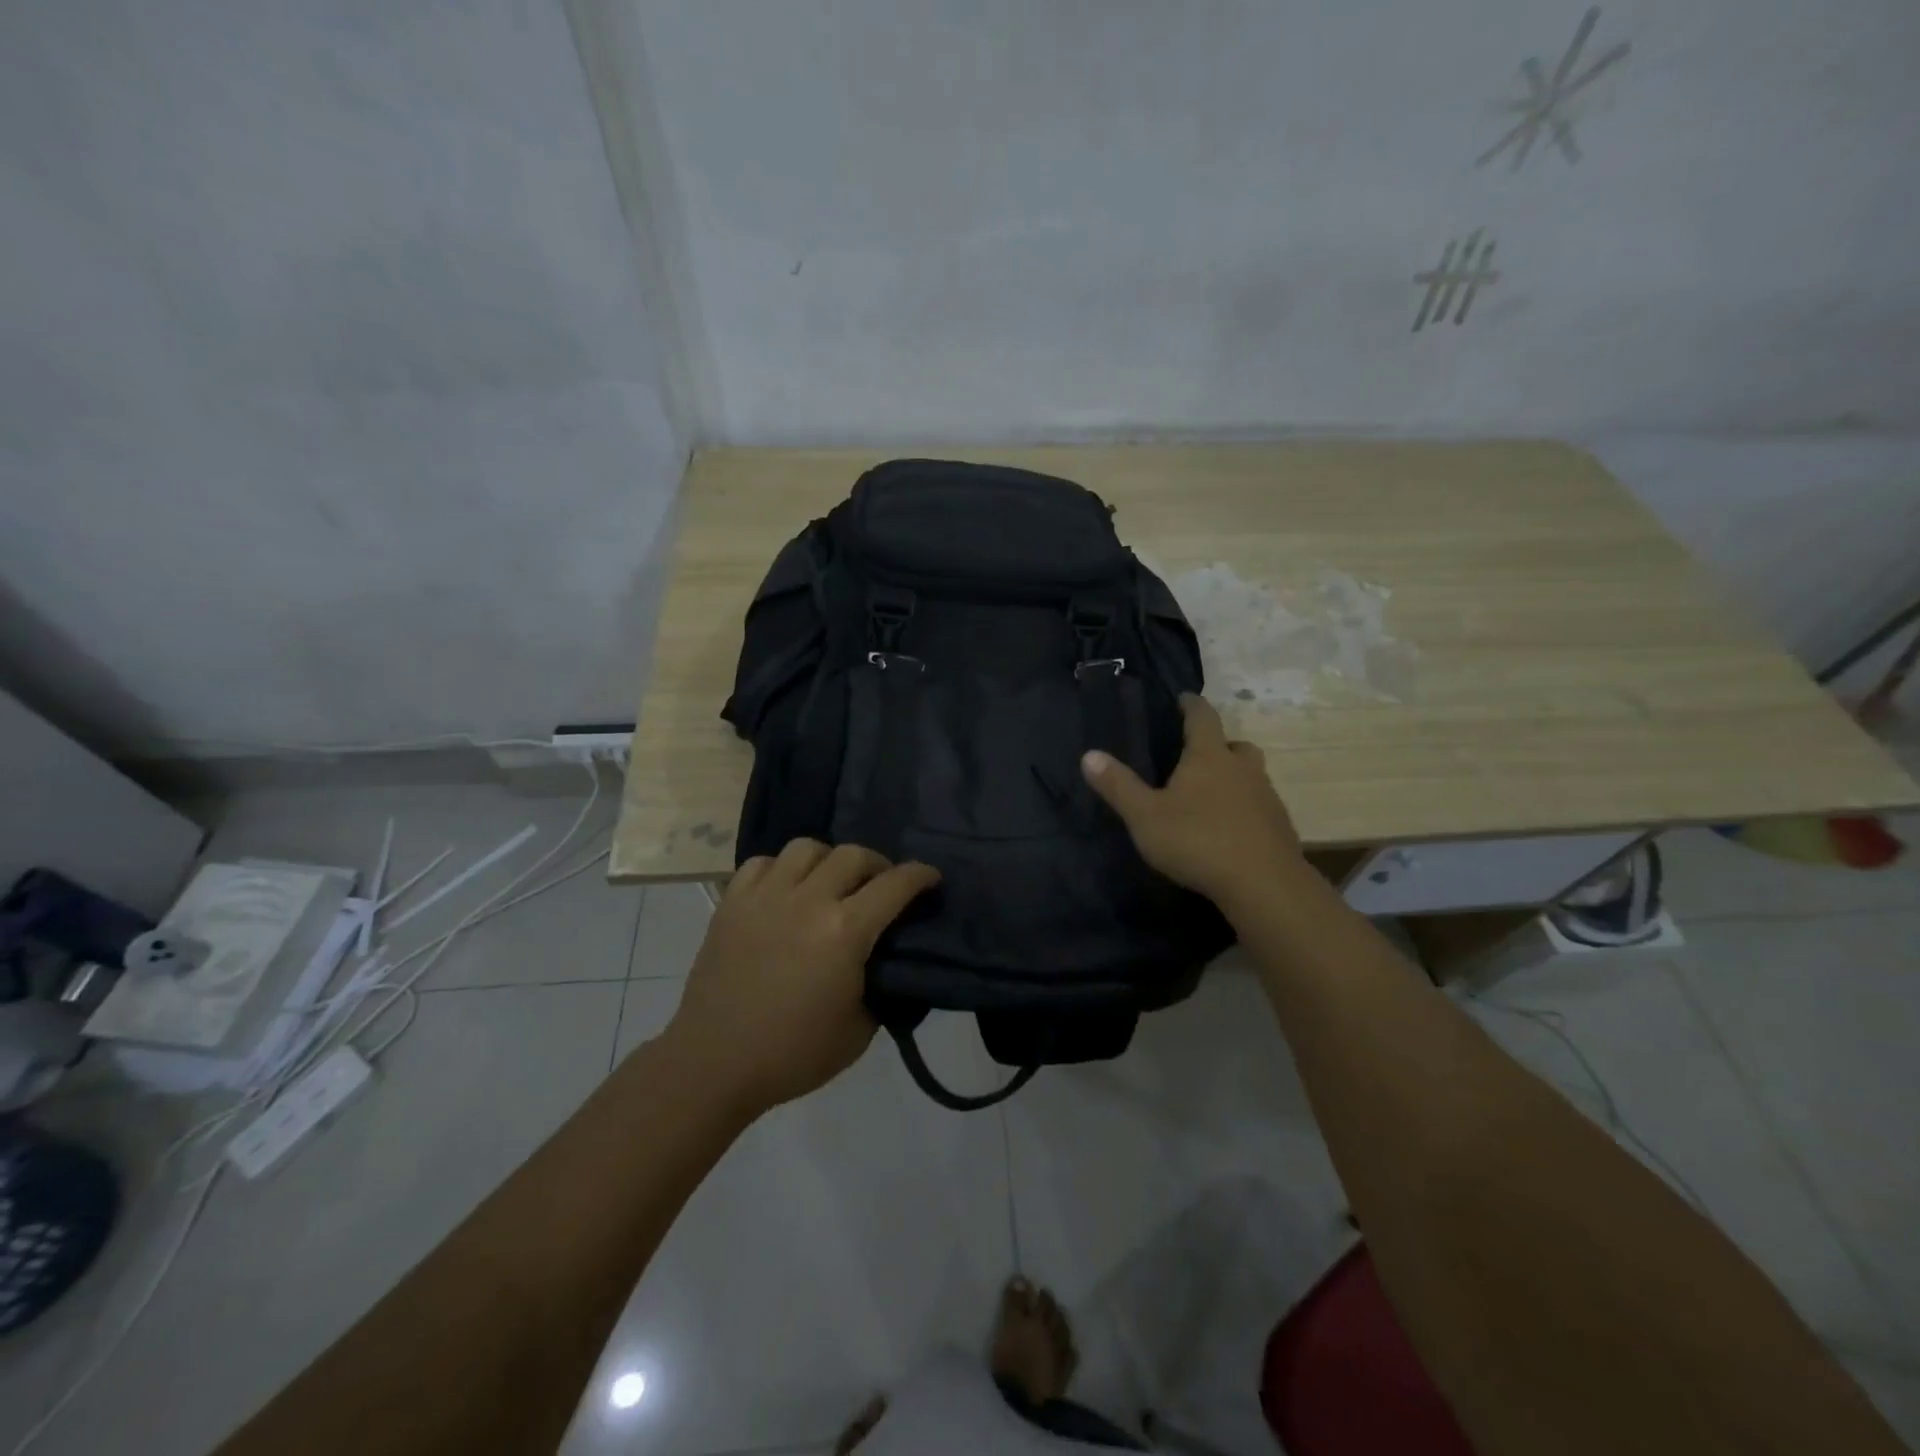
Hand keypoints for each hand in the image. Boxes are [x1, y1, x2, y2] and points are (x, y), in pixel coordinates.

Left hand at [663, 839, 940, 1118]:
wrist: (715, 1063)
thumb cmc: (793, 1053)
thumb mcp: (859, 1030)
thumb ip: (880, 986)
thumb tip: (886, 963)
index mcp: (844, 931)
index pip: (895, 885)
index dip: (920, 876)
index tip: (931, 878)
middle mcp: (808, 900)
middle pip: (853, 855)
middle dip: (878, 864)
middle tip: (882, 885)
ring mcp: (765, 896)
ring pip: (807, 848)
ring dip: (829, 859)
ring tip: (830, 882)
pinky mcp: (732, 902)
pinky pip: (763, 862)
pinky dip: (782, 868)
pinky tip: (786, 890)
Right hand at [1081, 694, 1305, 913]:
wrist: (1264, 885)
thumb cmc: (1198, 841)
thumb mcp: (1145, 816)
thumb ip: (1118, 786)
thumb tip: (1089, 755)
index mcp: (1209, 757)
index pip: (1202, 717)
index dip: (1191, 705)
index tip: (1183, 698)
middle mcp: (1242, 768)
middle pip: (1235, 745)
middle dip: (1217, 744)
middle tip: (1197, 755)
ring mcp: (1267, 797)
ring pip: (1251, 775)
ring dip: (1234, 777)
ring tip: (1211, 795)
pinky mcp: (1279, 826)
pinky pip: (1260, 806)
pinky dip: (1245, 808)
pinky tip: (1229, 829)